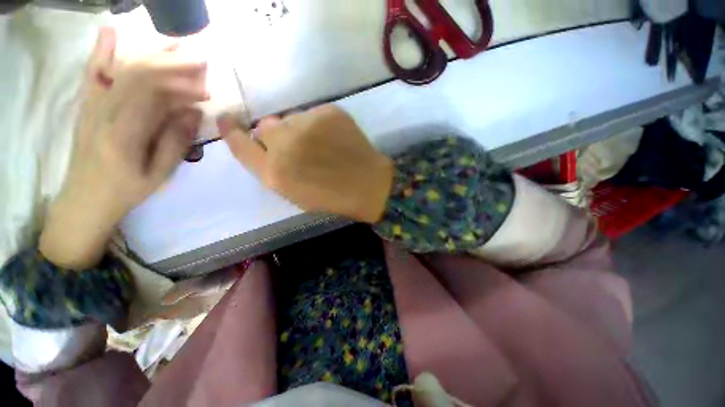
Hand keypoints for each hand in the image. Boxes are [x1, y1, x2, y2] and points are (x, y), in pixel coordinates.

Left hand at [39, 27, 207, 268]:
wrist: (85, 198)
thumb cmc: (127, 190)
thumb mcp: (159, 173)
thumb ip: (175, 141)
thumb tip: (194, 112)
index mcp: (123, 133)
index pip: (152, 94)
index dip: (181, 86)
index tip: (206, 92)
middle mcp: (102, 112)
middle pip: (137, 74)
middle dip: (172, 64)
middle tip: (200, 61)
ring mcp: (90, 105)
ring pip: (120, 69)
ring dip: (151, 54)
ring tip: (176, 45)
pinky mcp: (86, 105)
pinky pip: (94, 72)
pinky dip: (102, 51)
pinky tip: (110, 32)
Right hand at [220, 105, 393, 222]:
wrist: (368, 185)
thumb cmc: (332, 197)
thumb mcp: (294, 193)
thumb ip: (272, 169)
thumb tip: (262, 141)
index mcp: (274, 173)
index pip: (241, 144)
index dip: (232, 131)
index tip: (226, 120)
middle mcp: (285, 144)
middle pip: (265, 126)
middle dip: (276, 136)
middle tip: (298, 147)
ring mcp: (307, 124)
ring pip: (290, 119)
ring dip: (299, 130)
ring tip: (321, 146)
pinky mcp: (328, 112)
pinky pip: (313, 114)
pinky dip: (318, 125)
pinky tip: (334, 139)